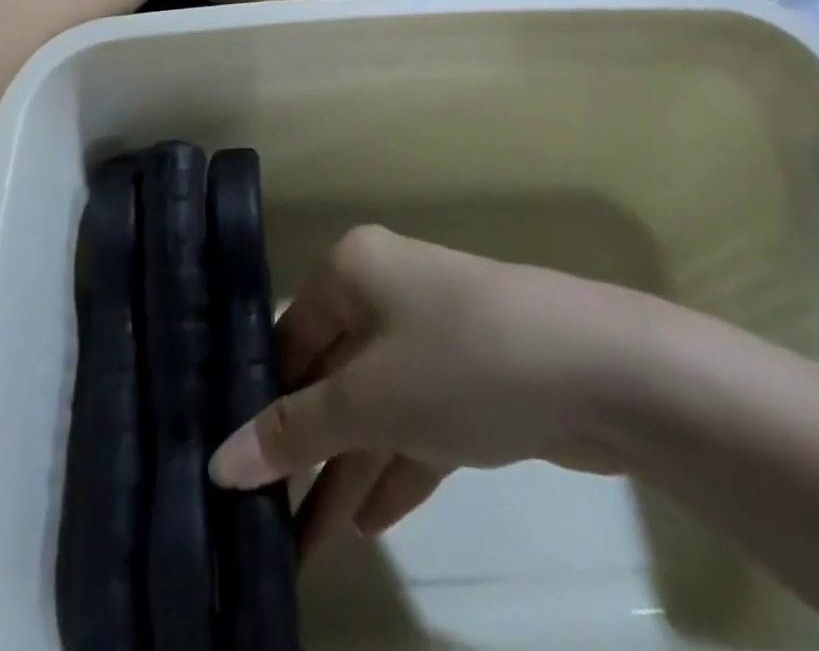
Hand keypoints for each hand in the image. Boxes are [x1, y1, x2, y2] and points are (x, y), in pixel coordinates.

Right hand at [208, 226, 657, 558]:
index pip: (289, 337)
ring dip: (345, 473)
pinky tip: (365, 523)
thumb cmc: (460, 361)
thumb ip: (294, 431)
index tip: (233, 470)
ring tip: (303, 547)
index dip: (262, 402)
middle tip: (261, 522)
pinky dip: (392, 468)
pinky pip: (415, 424)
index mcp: (353, 270)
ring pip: (373, 407)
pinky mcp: (470, 380)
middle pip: (330, 376)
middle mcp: (387, 292)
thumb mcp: (369, 398)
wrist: (599, 371)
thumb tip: (219, 461)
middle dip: (304, 451)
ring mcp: (432, 336)